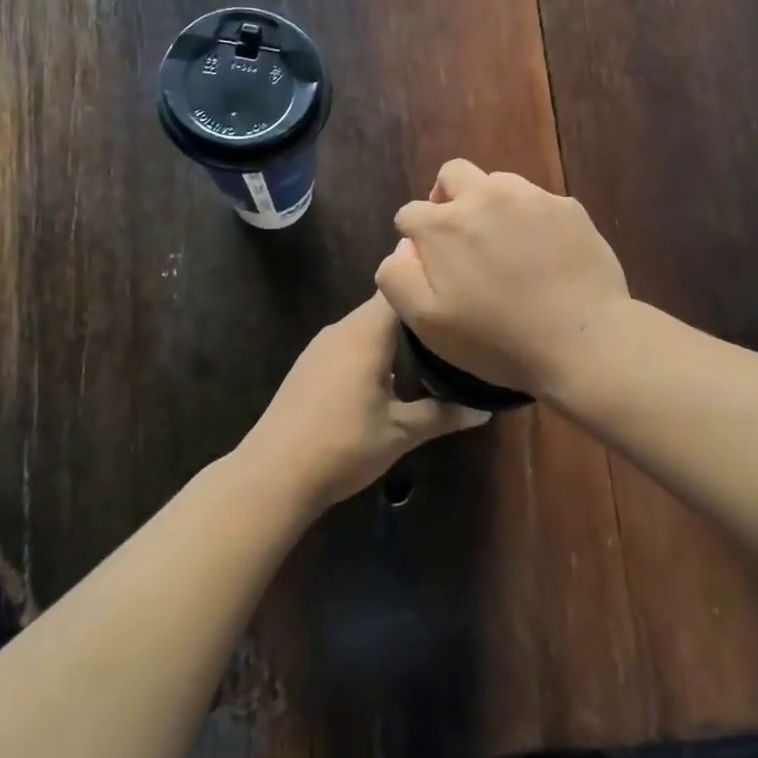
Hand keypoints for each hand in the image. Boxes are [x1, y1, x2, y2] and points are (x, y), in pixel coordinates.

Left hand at [241, 293, 489, 510]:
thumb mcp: (400, 432)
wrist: (273, 474)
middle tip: (456, 326)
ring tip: (432, 351)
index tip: (457, 289)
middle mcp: (341, 330)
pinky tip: (391, 377)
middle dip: (417, 315)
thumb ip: (443, 415)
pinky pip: (349, 345)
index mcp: (365, 333)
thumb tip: (484, 411)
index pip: (398, 289)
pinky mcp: (309, 367)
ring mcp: (320, 347)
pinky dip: (373, 352)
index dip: (427, 283)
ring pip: (365, 328)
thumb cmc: (343, 445)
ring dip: (394, 336)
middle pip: (384, 307)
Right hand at [375, 160, 629, 399]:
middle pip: (452, 175)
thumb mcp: (426, 323)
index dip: (414, 239)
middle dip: (447, 199)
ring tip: (505, 246)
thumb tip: (403, 248)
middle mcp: (484, 196)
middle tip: (460, 238)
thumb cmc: (497, 339)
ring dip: (490, 206)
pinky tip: (543, 255)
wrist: (582, 341)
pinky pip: (538, 202)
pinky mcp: (568, 207)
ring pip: (497, 183)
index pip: (410, 213)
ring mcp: (531, 197)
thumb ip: (397, 278)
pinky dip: (531, 219)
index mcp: (443, 224)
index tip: (430, 266)